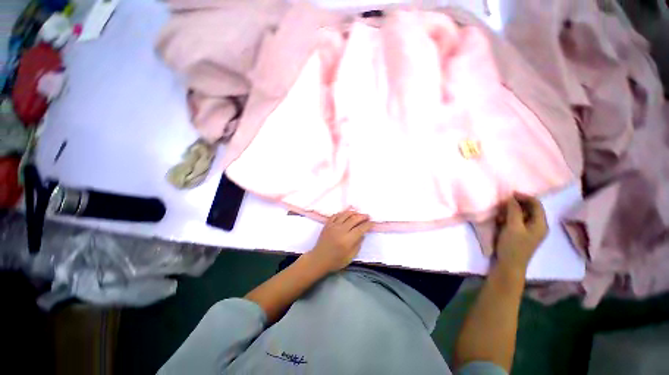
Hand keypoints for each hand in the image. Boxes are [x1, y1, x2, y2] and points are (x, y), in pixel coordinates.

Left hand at [307, 209, 373, 272]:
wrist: (318, 259)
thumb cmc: (335, 261)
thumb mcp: (350, 257)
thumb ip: (358, 244)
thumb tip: (363, 234)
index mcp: (347, 240)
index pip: (361, 228)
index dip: (368, 225)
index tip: (372, 223)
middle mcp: (341, 230)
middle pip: (354, 219)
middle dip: (362, 216)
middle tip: (367, 216)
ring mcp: (333, 226)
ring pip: (345, 214)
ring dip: (353, 212)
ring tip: (358, 213)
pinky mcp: (327, 224)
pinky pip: (336, 215)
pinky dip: (342, 213)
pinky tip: (346, 214)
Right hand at [494, 193, 547, 273]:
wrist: (509, 265)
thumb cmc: (513, 246)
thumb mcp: (513, 227)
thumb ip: (513, 211)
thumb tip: (511, 197)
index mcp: (540, 224)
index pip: (536, 204)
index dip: (524, 197)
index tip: (509, 193)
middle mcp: (538, 226)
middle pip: (529, 209)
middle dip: (516, 204)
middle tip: (502, 204)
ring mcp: (529, 231)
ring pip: (522, 215)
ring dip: (511, 211)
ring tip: (500, 213)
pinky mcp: (521, 234)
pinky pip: (517, 221)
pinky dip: (509, 218)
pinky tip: (500, 220)